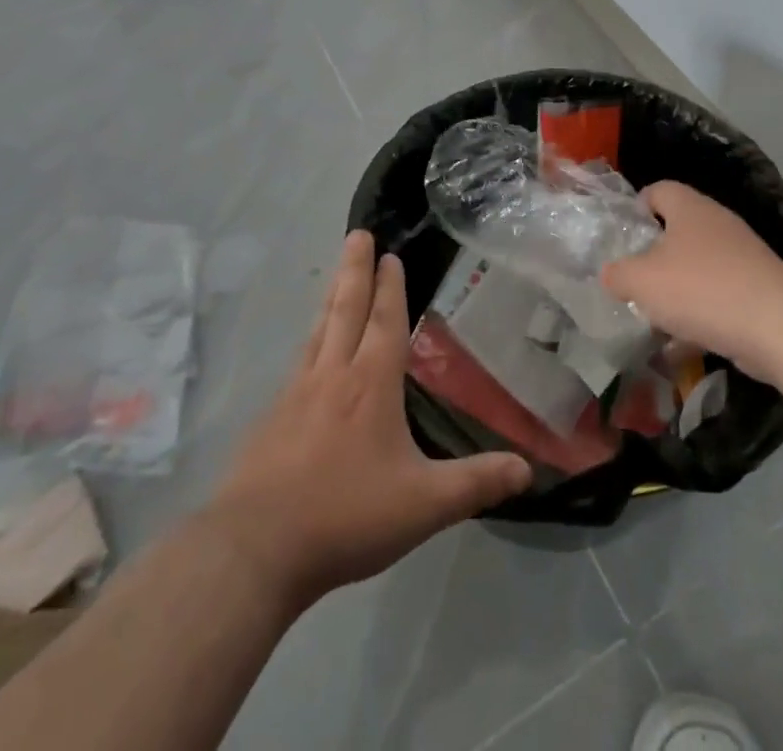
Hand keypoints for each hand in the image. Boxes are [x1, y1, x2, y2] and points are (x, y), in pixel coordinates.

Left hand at [208, 230, 530, 610]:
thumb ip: (476, 483)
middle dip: (355, 270)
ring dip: (331, 299)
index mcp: (370, 384)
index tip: (389, 254)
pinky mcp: (270, 420)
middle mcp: (332, 376)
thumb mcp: (424, 505)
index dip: (389, 287)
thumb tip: (528, 470)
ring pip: (318, 332)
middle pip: (345, 310)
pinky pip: (298, 364)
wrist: (254, 549)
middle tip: (357, 234)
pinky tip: (309, 353)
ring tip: (337, 276)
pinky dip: (310, 341)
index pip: (384, 322)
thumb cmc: (346, 516)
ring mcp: (295, 395)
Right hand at [600, 180, 782, 383]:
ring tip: (655, 317)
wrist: (777, 326)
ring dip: (677, 289)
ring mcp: (742, 255)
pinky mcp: (757, 288)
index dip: (637, 208)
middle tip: (634, 281)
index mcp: (689, 208)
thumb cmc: (701, 289)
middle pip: (677, 230)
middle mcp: (717, 223)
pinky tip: (685, 343)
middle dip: (654, 257)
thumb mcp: (642, 281)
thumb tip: (611, 273)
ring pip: (698, 266)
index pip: (658, 190)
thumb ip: (617, 274)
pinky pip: (718, 295)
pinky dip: (701, 314)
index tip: (622, 237)